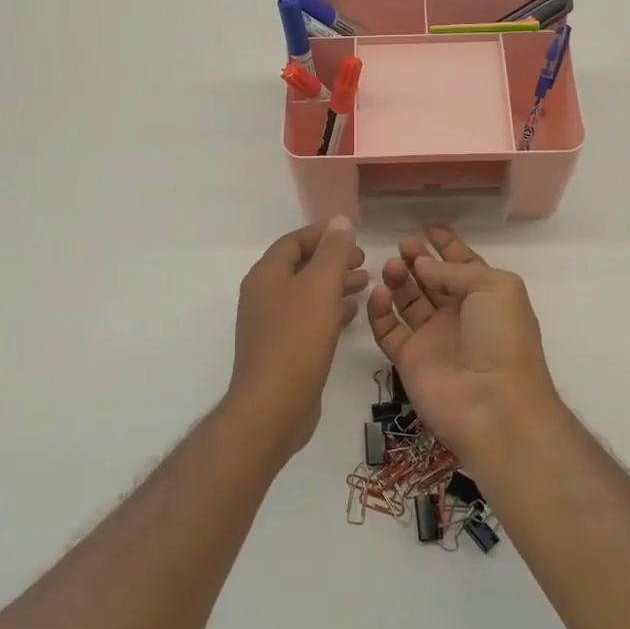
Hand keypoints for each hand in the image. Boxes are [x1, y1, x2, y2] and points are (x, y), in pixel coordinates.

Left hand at [226, 217, 368, 454]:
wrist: (272, 407)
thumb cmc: (296, 340)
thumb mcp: (320, 287)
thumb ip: (332, 252)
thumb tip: (340, 221)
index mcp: (266, 275)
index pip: (294, 241)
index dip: (323, 233)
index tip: (353, 233)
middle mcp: (263, 295)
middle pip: (301, 266)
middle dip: (332, 259)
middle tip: (365, 260)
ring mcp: (270, 324)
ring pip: (306, 293)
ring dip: (334, 284)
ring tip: (366, 283)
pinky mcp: (281, 348)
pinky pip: (308, 318)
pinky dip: (329, 309)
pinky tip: (351, 313)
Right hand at [366, 225, 561, 468]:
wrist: (493, 404)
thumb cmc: (502, 338)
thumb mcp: (494, 287)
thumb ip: (455, 270)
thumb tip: (422, 264)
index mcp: (485, 296)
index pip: (463, 264)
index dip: (447, 245)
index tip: (428, 225)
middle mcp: (458, 315)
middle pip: (432, 280)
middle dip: (417, 259)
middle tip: (402, 244)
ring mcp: (432, 337)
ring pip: (408, 300)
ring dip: (398, 279)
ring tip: (390, 266)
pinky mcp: (408, 359)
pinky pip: (388, 329)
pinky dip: (380, 310)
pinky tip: (378, 293)